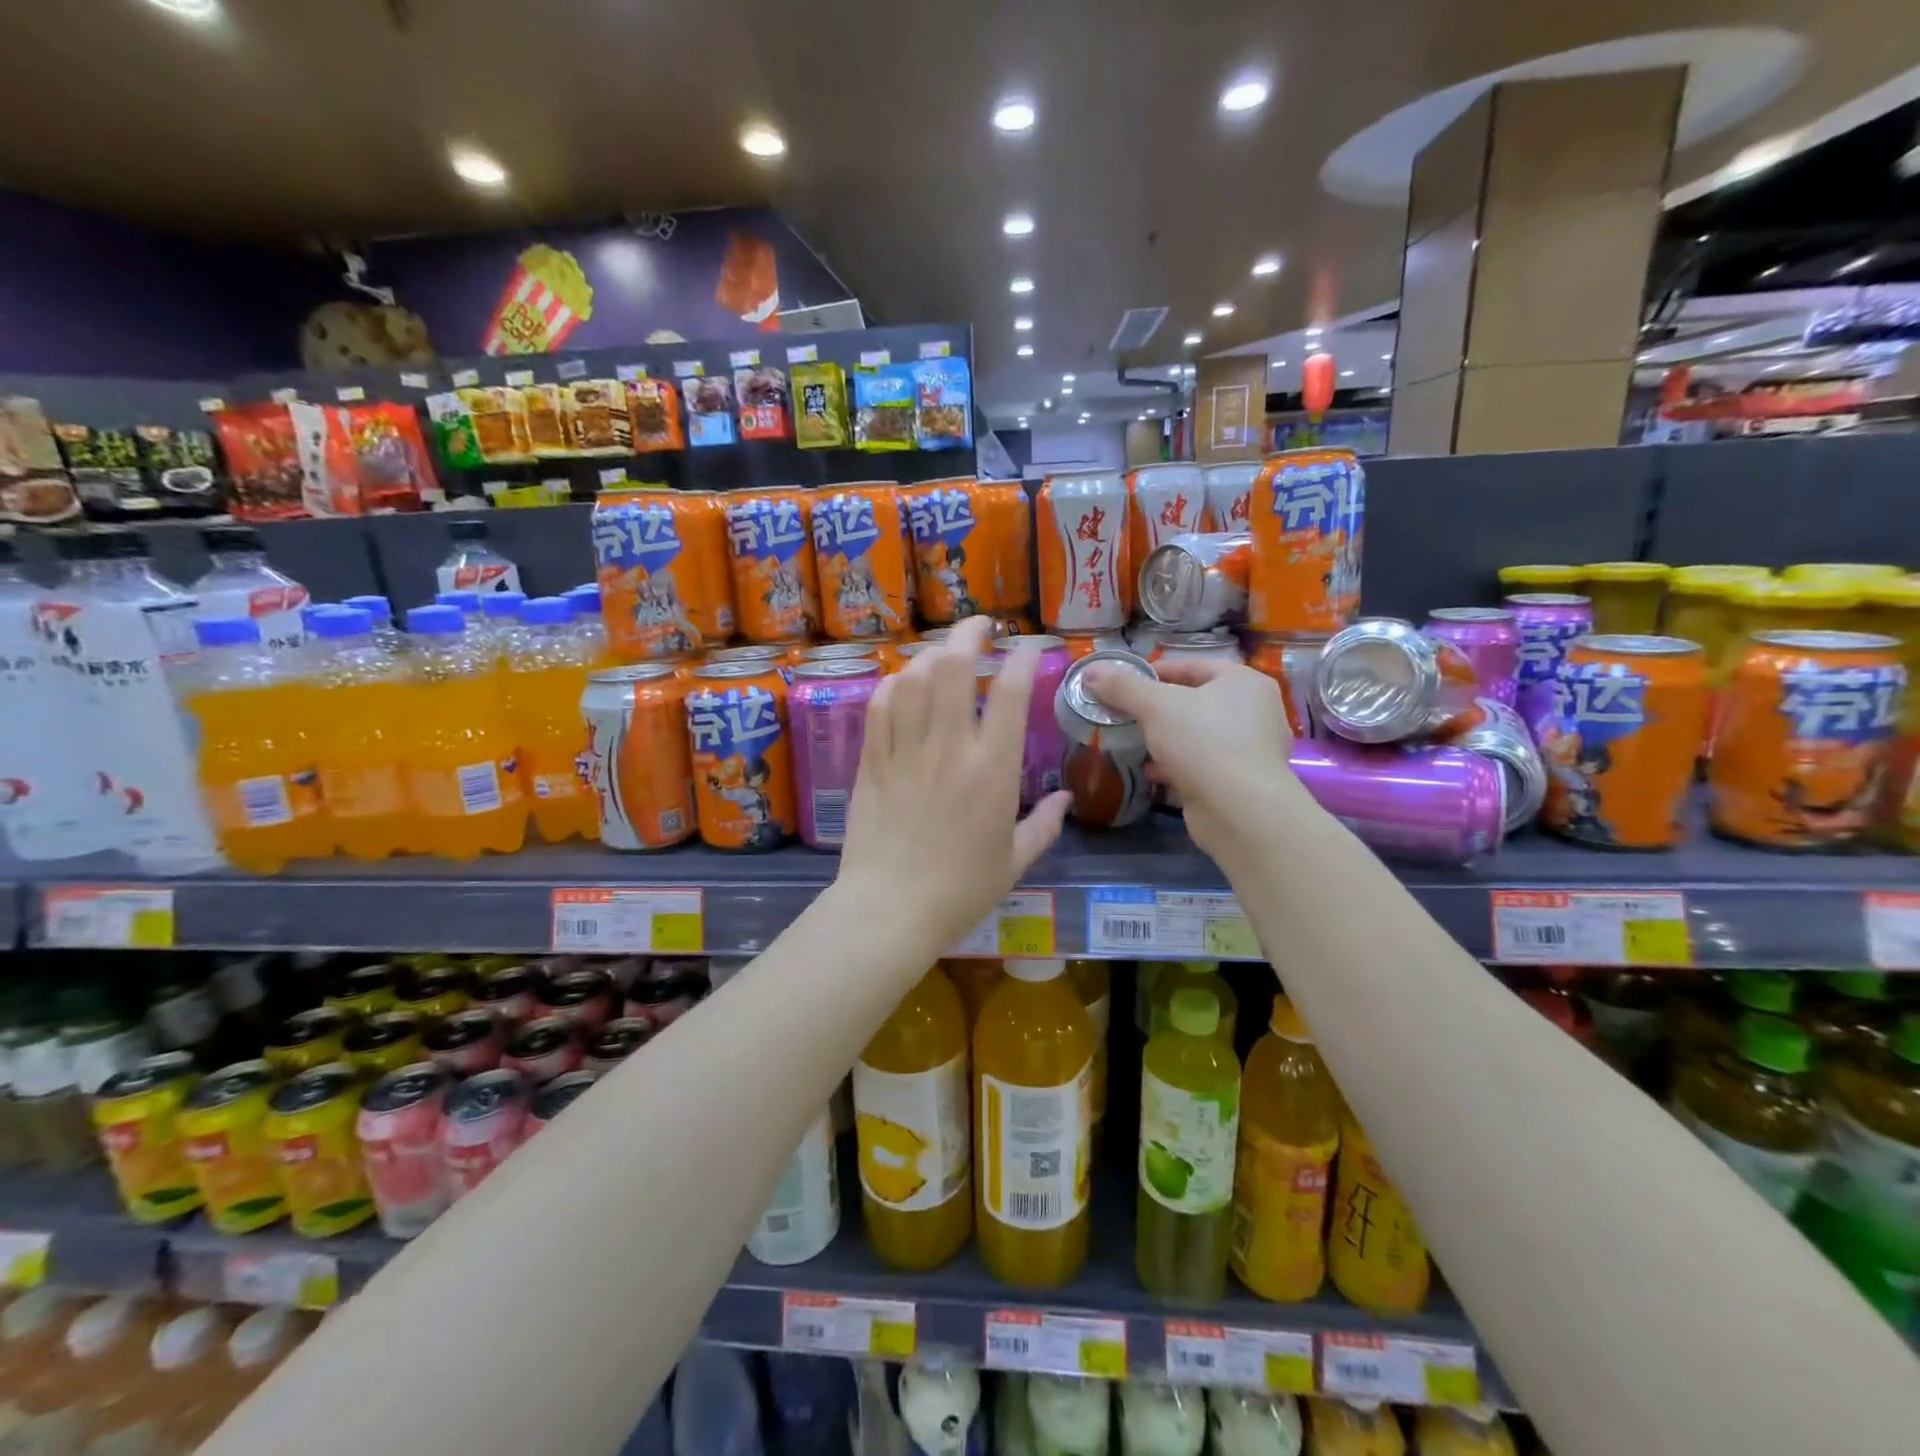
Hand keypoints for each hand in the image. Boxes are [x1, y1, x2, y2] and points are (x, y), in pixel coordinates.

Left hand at [836, 618, 1071, 955]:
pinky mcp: (872, 761)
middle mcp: (949, 747)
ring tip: (944, 654)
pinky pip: (880, 706)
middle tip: (980, 626)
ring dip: (932, 656)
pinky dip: (894, 685)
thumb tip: (1066, 799)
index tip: (1028, 646)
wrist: (890, 909)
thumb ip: (1045, 826)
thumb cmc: (960, 890)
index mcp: (993, 769)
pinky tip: (904, 684)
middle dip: (969, 634)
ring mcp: (906, 750)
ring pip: (915, 678)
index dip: (1022, 658)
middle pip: (955, 666)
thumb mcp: (1015, 861)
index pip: (1011, 693)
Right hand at [1085, 658, 1296, 859]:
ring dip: (1165, 738)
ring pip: (1197, 735)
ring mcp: (1250, 750)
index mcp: (1244, 683)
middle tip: (1124, 713)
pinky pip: (1201, 764)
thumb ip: (1123, 687)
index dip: (1155, 671)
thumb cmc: (1203, 742)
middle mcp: (1255, 712)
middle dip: (1157, 708)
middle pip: (1195, 701)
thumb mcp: (1156, 706)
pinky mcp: (1240, 782)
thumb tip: (1091, 672)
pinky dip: (1175, 765)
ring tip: (1132, 741)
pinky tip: (1150, 771)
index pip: (1192, 666)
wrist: (1239, 810)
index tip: (1123, 684)